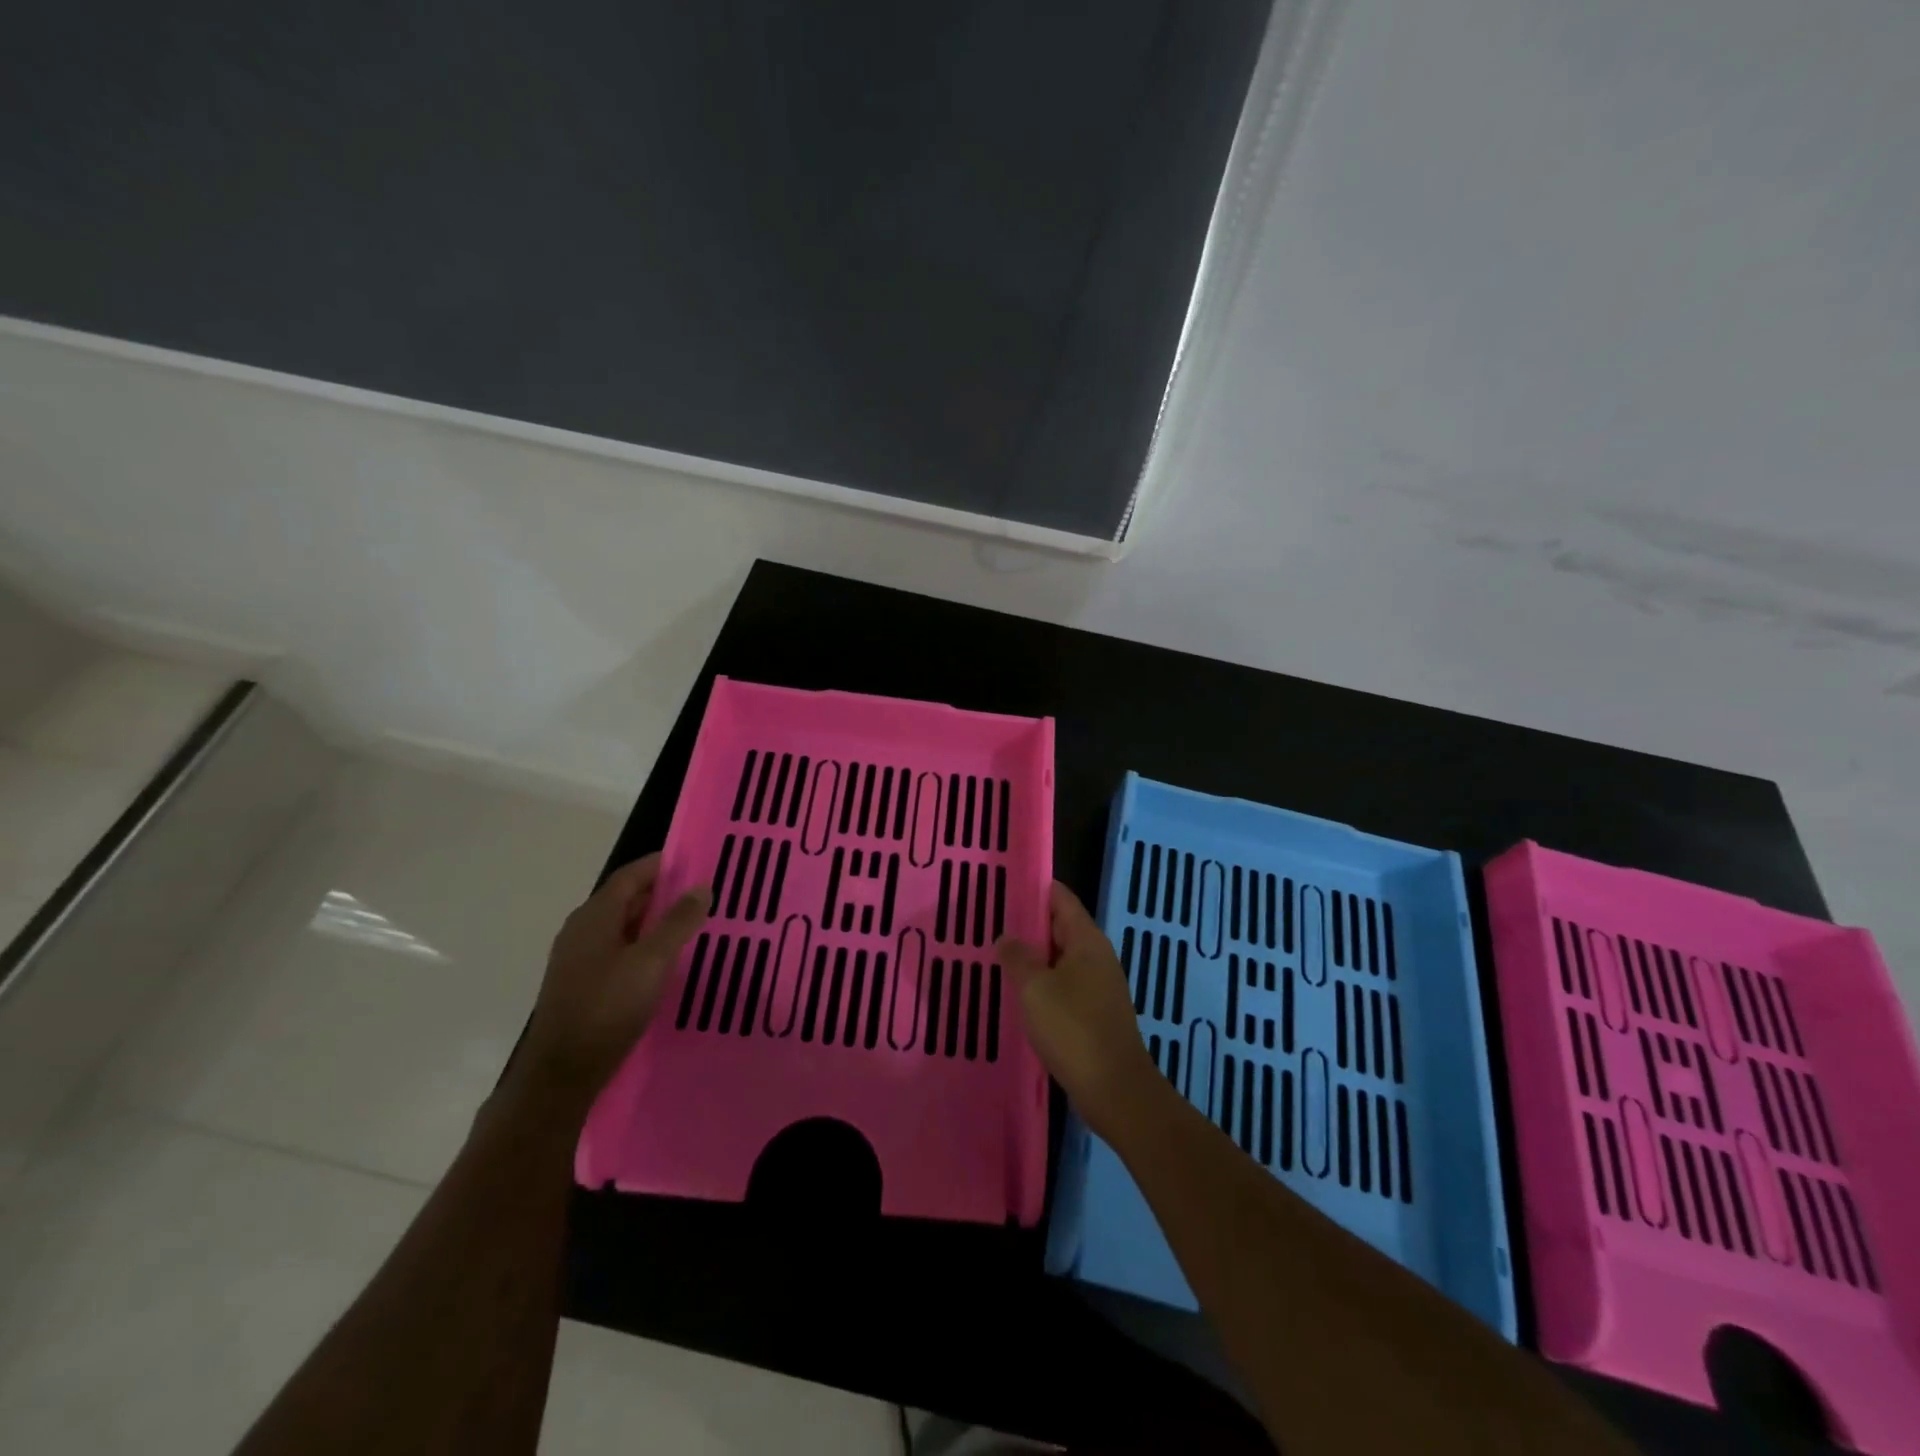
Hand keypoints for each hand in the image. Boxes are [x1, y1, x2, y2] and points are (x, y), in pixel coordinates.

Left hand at [521, 853, 708, 1105]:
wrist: (562, 1072)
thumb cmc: (608, 1007)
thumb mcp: (653, 961)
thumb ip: (678, 922)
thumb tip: (701, 887)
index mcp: (595, 915)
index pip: (631, 875)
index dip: (662, 864)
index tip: (696, 861)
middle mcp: (582, 929)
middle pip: (626, 898)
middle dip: (663, 892)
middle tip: (702, 894)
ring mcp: (578, 957)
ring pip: (623, 926)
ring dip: (655, 921)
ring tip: (691, 924)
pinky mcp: (581, 983)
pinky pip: (618, 949)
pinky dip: (643, 944)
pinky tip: (665, 960)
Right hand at [998, 881, 1157, 1139]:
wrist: (1115, 1090)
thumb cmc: (1073, 1030)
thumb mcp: (1035, 989)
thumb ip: (1017, 957)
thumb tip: (1006, 936)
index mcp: (1086, 940)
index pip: (1060, 898)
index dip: (1034, 888)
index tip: (1003, 885)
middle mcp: (1097, 956)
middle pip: (1060, 926)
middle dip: (1028, 924)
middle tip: (990, 921)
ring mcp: (1099, 985)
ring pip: (1060, 958)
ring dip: (1033, 956)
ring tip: (998, 955)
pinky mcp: (1095, 1012)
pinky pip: (1064, 984)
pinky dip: (1043, 982)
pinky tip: (1020, 994)